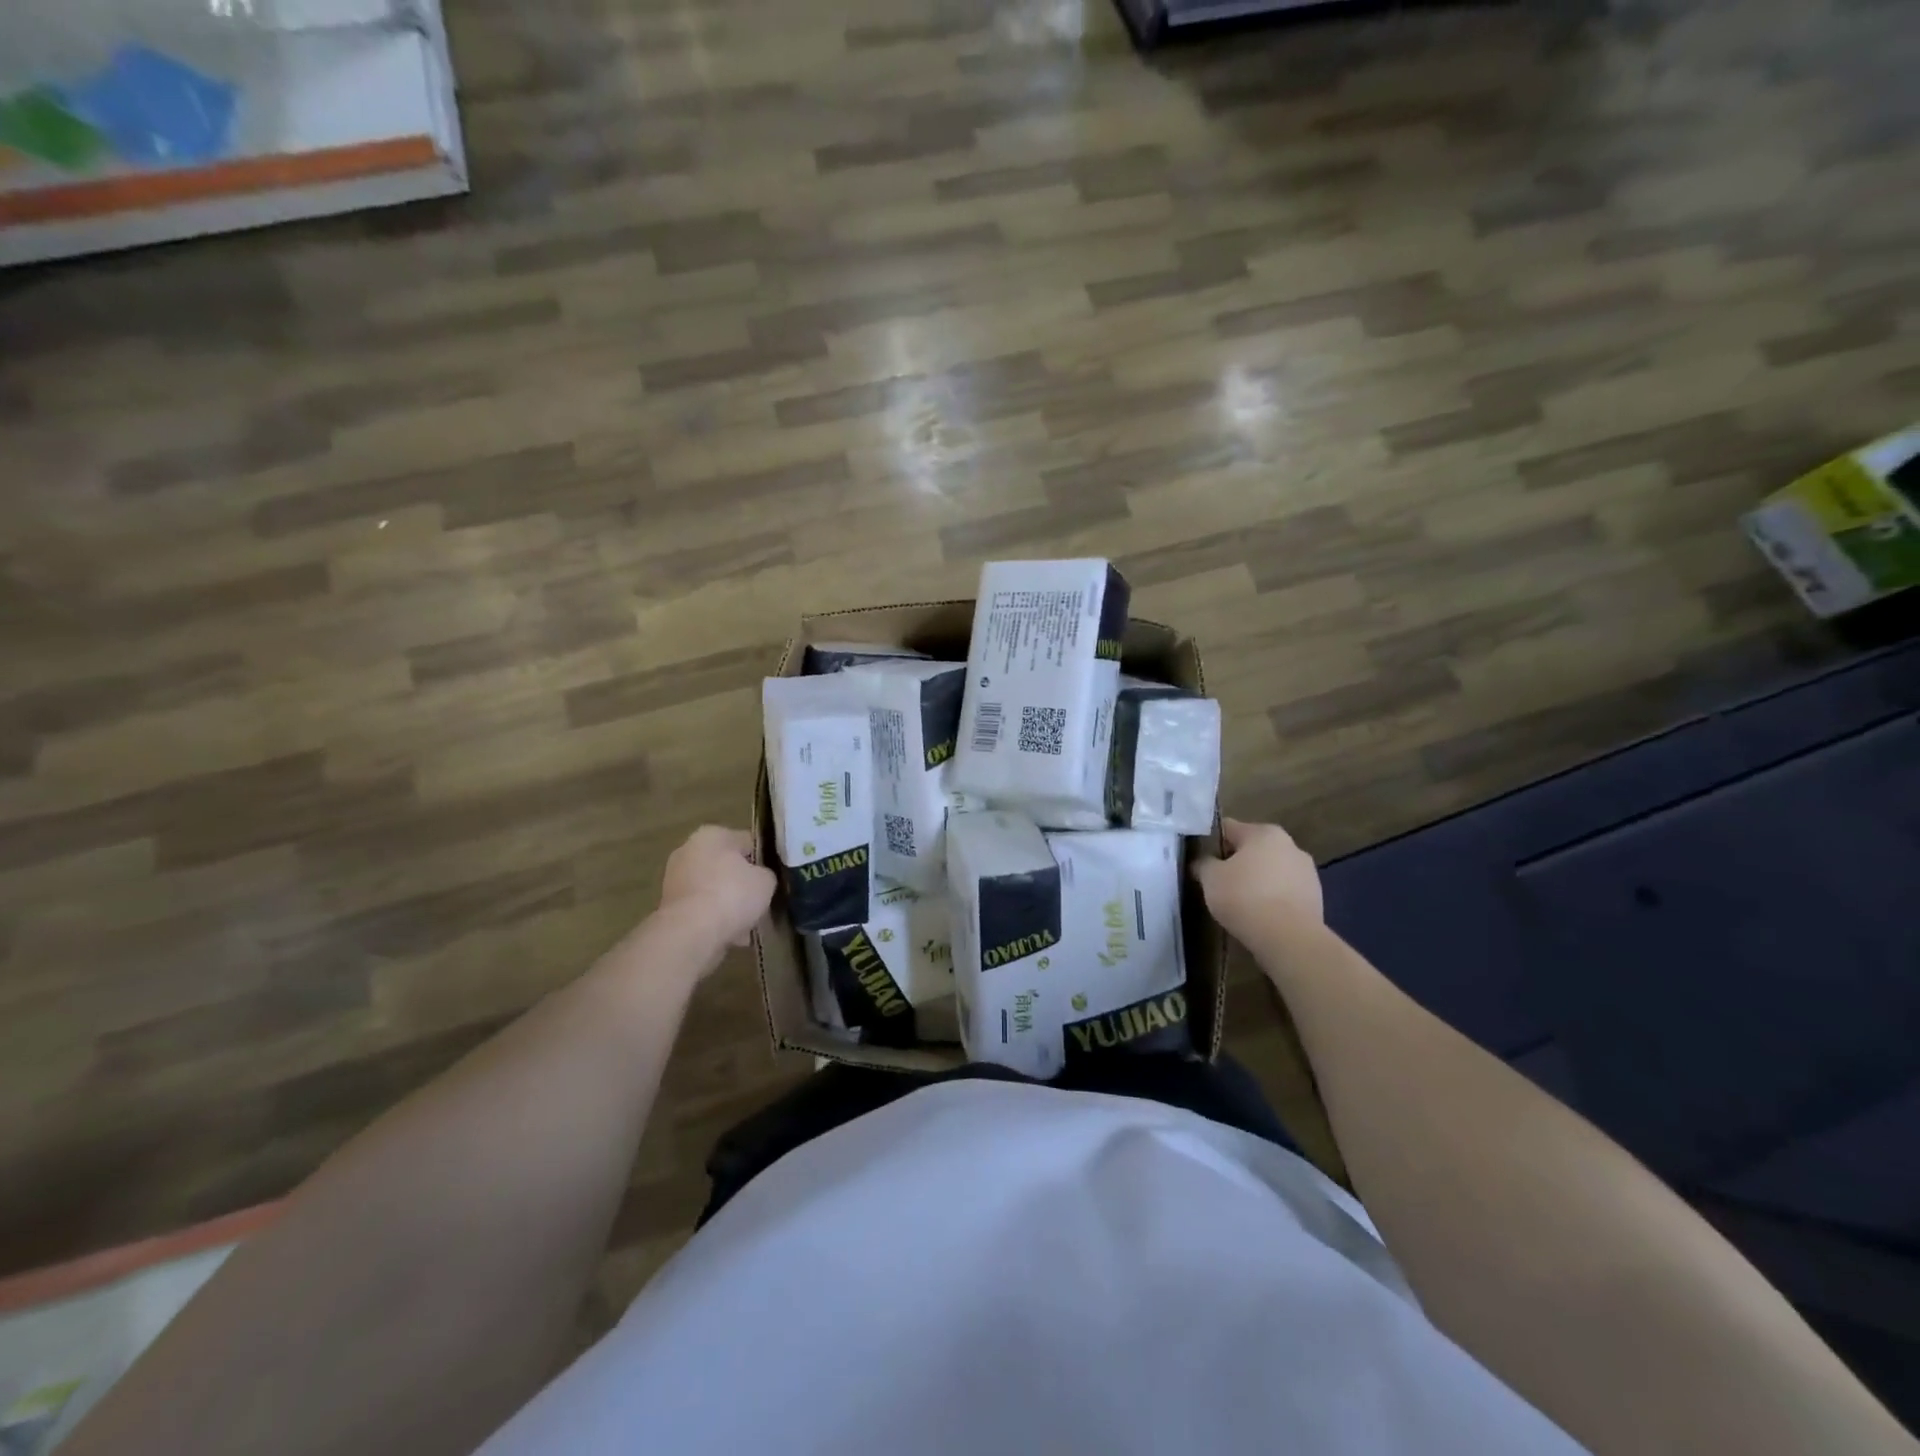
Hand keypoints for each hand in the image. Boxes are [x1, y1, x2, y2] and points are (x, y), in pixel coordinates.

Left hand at [658, 826, 775, 952]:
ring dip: (727, 903)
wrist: (691, 932)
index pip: (747, 841)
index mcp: (713, 834)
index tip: (771, 878)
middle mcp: (688, 850)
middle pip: (726, 865)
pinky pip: (700, 908)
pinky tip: (728, 934)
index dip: (762, 860)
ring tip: (746, 924)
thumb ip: (765, 874)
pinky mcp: (668, 905)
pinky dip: (713, 918)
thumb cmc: (732, 894)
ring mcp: (674, 878)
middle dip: (740, 883)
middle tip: (758, 901)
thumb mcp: (766, 881)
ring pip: (712, 889)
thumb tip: (759, 878)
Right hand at [1192, 818, 1323, 943]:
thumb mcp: (1211, 878)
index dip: (1211, 842)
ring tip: (1240, 903)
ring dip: (1256, 880)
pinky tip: (1260, 915)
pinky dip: (1272, 898)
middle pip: (1253, 849)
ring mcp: (1307, 872)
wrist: (1289, 938)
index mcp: (1264, 833)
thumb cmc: (1245, 897)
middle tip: (1219, 882)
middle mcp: (1290, 845)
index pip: (1229, 828)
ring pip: (1271, 871)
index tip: (1200, 860)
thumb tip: (1202, 862)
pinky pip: (1284, 892)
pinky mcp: (1316, 898)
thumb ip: (1203, 864)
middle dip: (1236, 862)